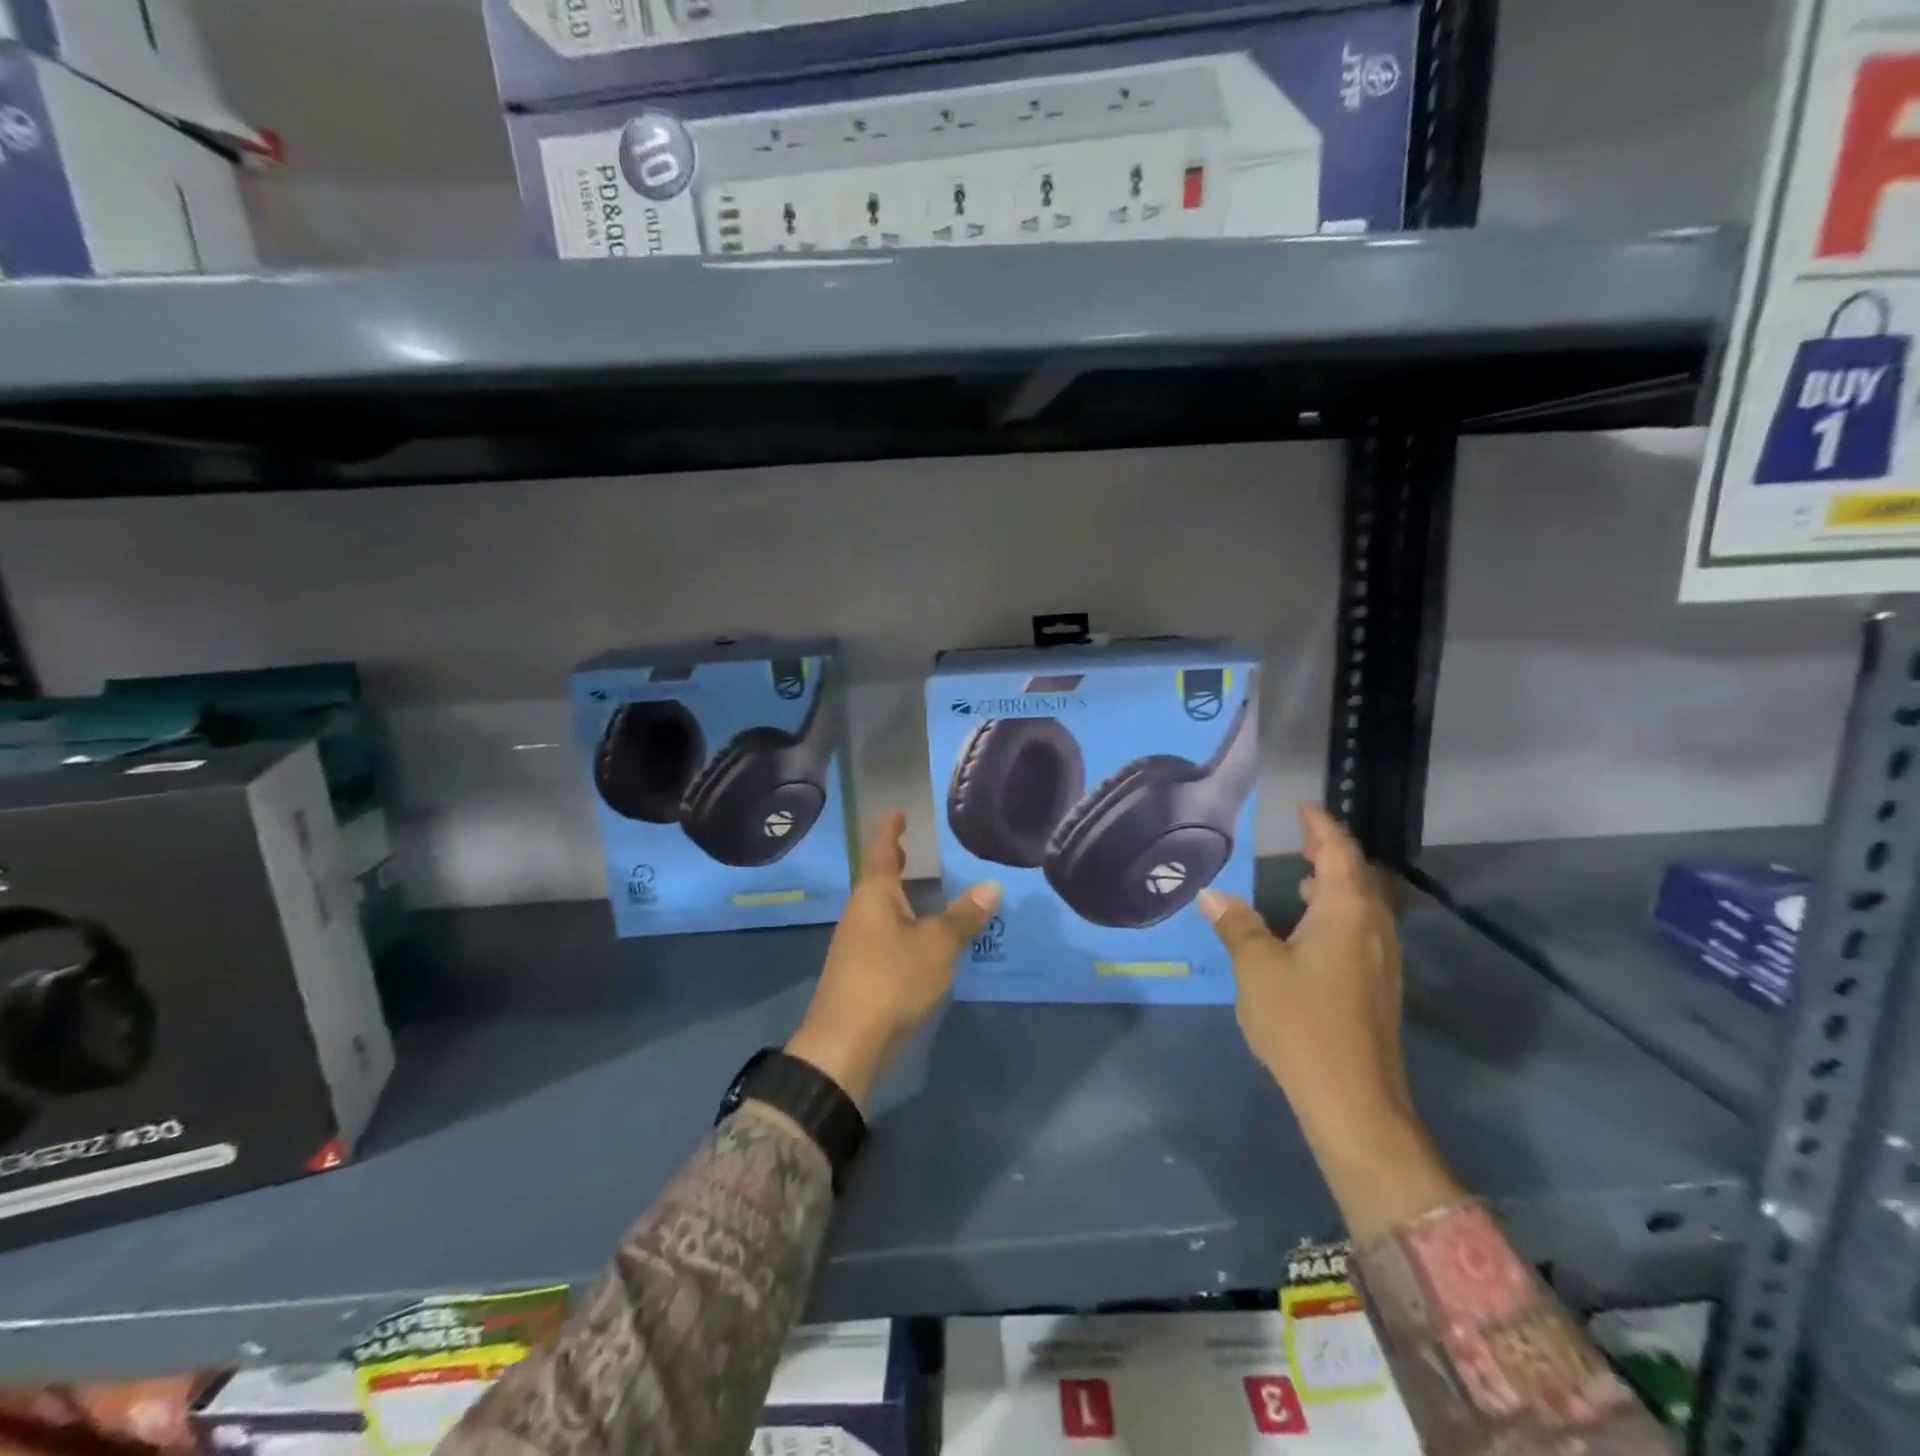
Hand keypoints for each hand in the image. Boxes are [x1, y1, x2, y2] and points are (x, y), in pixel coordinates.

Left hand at [785, 811, 999, 1108]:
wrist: (845, 1042)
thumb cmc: (891, 979)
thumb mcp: (937, 945)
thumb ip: (963, 916)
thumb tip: (992, 886)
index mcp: (874, 894)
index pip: (881, 849)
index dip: (890, 829)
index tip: (897, 810)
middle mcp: (859, 911)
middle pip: (875, 877)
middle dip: (892, 861)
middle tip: (909, 845)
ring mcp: (854, 942)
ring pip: (877, 906)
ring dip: (895, 892)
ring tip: (916, 885)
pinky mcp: (857, 970)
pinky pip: (879, 930)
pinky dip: (896, 919)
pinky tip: (913, 934)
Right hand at [1199, 803, 1458, 1241]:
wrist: (1353, 1101)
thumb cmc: (1302, 1021)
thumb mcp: (1257, 967)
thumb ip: (1237, 925)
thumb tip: (1214, 895)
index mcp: (1347, 913)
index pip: (1340, 853)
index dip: (1321, 827)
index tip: (1301, 808)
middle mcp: (1373, 929)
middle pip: (1359, 877)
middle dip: (1331, 854)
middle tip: (1300, 840)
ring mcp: (1380, 961)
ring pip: (1362, 907)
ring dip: (1335, 886)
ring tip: (1302, 880)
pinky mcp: (1377, 988)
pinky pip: (1359, 931)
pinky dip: (1335, 915)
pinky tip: (1308, 933)